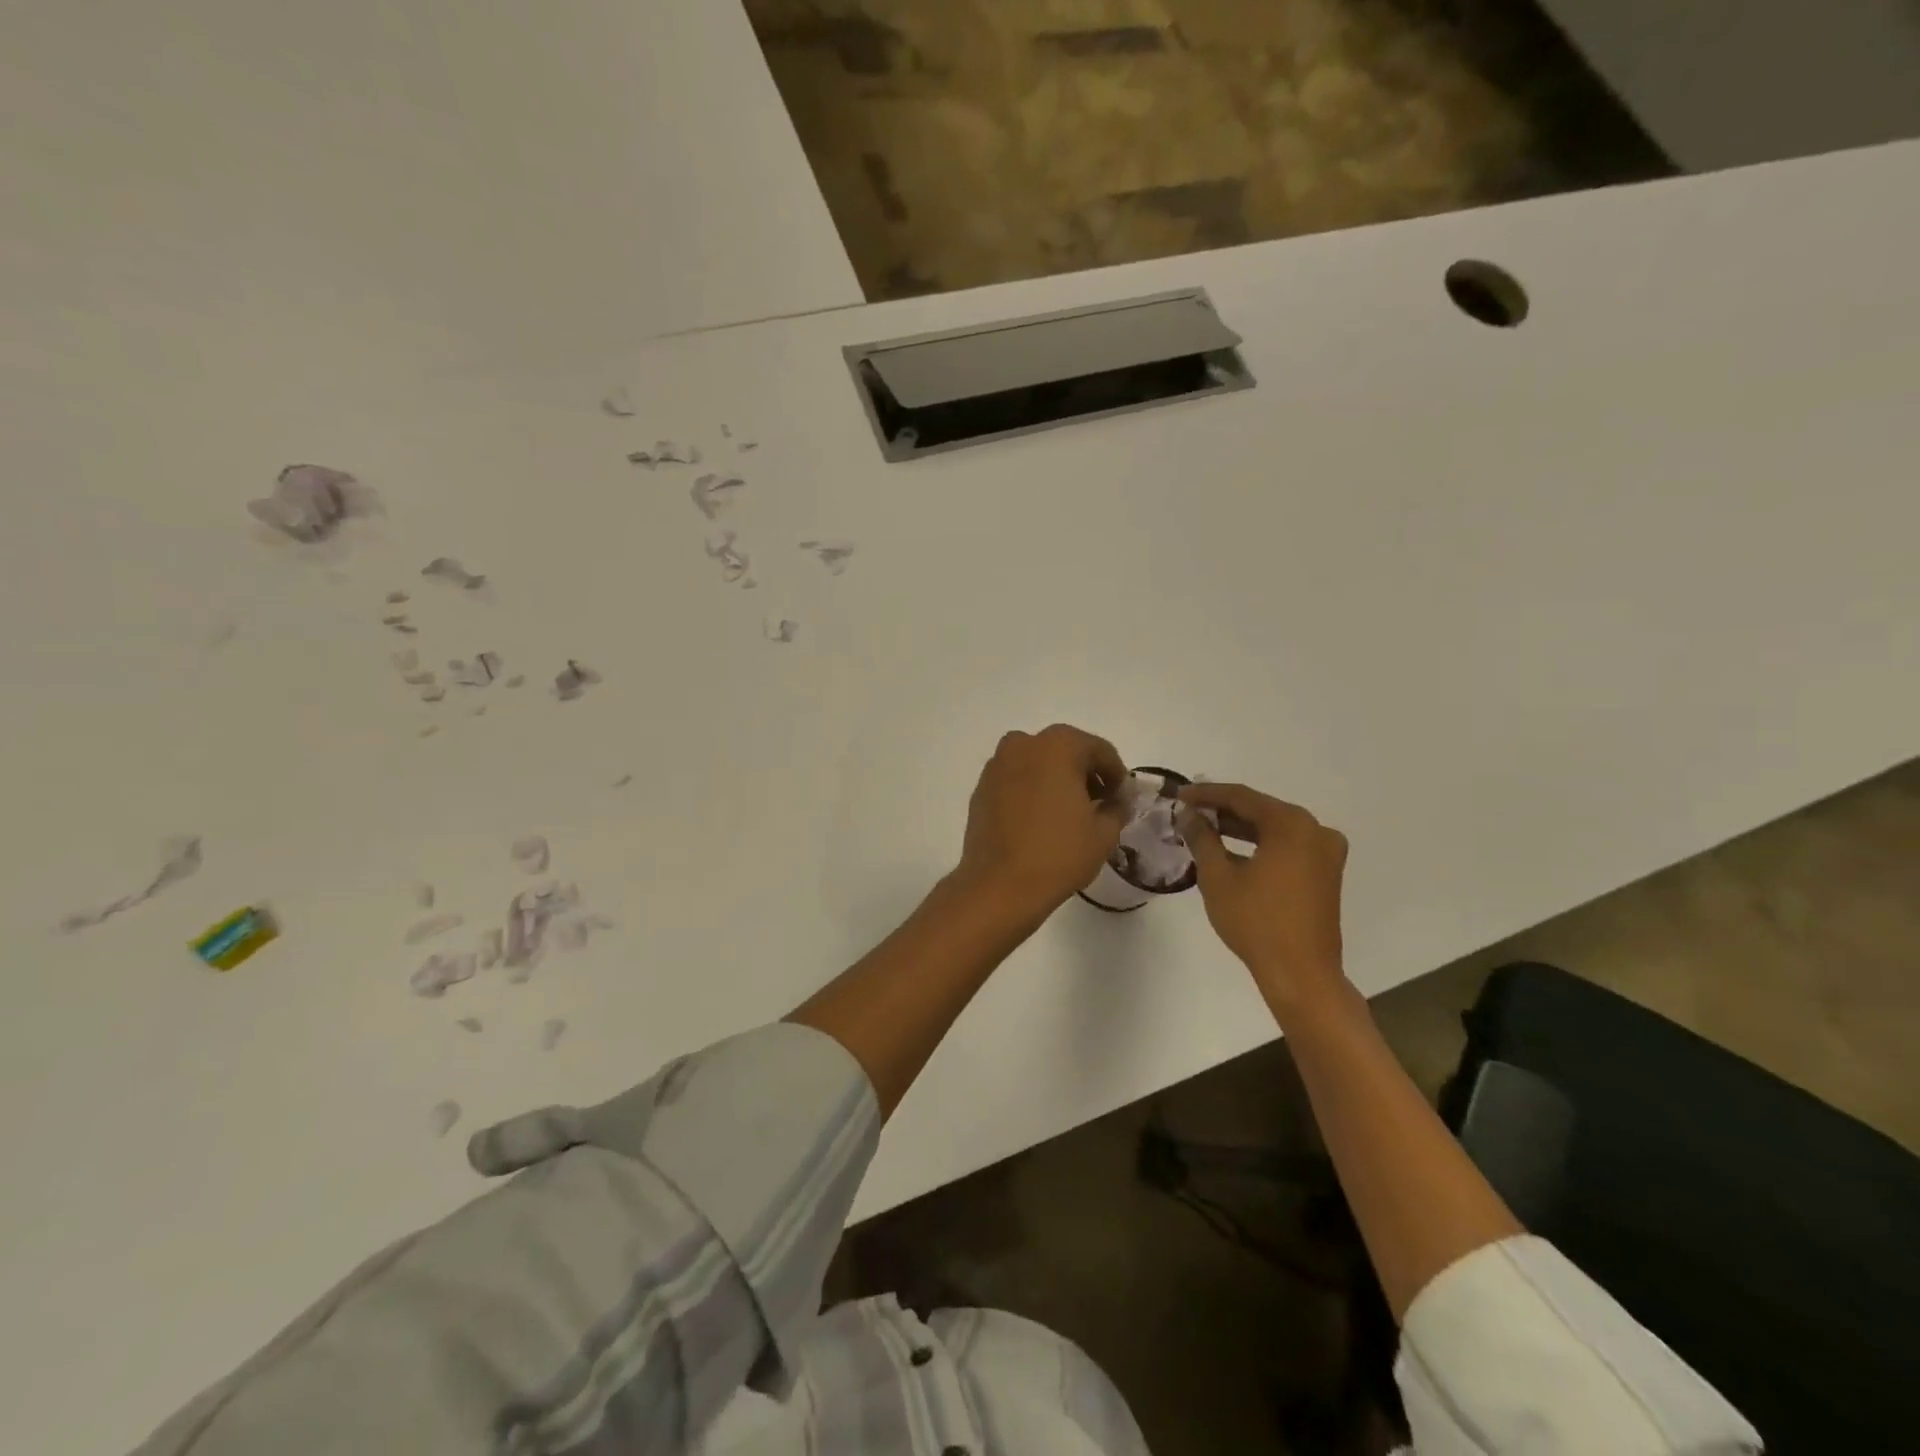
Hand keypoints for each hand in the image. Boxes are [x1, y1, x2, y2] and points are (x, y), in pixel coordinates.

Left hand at [958, 724, 1126, 920]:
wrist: (999, 885)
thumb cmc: (1058, 853)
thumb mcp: (1104, 833)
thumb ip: (1117, 808)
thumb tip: (1116, 801)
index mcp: (1058, 745)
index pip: (1099, 750)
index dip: (1116, 775)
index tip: (1121, 799)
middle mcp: (1023, 744)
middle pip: (1065, 751)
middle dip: (1085, 774)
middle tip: (1098, 805)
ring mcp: (997, 765)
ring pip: (1037, 763)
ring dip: (1055, 780)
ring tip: (1067, 813)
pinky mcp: (980, 788)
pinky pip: (1015, 780)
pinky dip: (1030, 790)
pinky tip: (1039, 820)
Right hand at [1176, 783, 1349, 1010]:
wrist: (1301, 974)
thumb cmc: (1256, 921)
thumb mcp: (1218, 876)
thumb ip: (1202, 838)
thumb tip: (1188, 814)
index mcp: (1291, 824)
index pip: (1241, 797)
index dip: (1206, 794)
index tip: (1179, 794)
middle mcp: (1315, 830)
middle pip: (1261, 810)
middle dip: (1223, 810)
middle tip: (1190, 810)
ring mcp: (1326, 852)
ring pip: (1275, 829)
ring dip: (1241, 828)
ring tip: (1205, 829)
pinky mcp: (1326, 873)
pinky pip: (1288, 846)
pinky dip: (1260, 845)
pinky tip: (1233, 852)